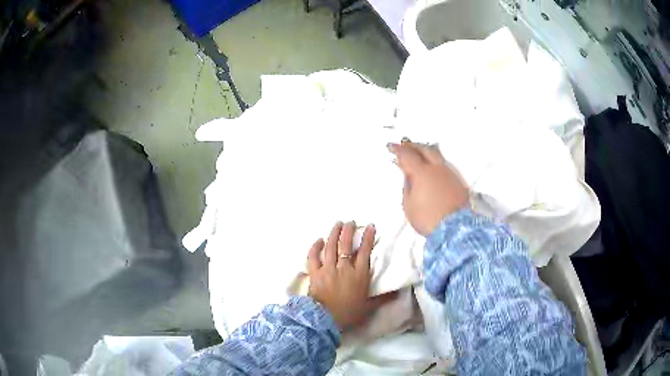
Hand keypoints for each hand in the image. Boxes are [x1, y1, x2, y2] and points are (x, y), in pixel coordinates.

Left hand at [308, 221, 396, 330]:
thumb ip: (383, 299)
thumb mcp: (369, 307)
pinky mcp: (315, 273)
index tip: (370, 226)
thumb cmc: (349, 313)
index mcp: (359, 275)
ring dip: (334, 233)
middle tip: (350, 222)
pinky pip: (313, 256)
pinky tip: (319, 240)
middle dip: (348, 231)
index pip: (365, 251)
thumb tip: (399, 293)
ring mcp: (328, 269)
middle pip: (346, 245)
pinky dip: (315, 247)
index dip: (368, 237)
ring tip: (337, 224)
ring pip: (331, 246)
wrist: (326, 319)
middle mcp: (344, 268)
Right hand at [389, 140, 468, 235]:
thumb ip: (407, 188)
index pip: (407, 155)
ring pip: (436, 155)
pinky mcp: (458, 182)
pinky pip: (444, 165)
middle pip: (424, 149)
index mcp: (422, 172)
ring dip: (425, 151)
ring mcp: (449, 174)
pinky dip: (435, 162)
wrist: (456, 229)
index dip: (397, 149)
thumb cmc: (429, 219)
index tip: (391, 146)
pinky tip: (432, 167)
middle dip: (413, 145)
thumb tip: (408, 178)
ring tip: (419, 153)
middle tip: (405, 145)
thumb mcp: (409, 205)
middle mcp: (437, 169)